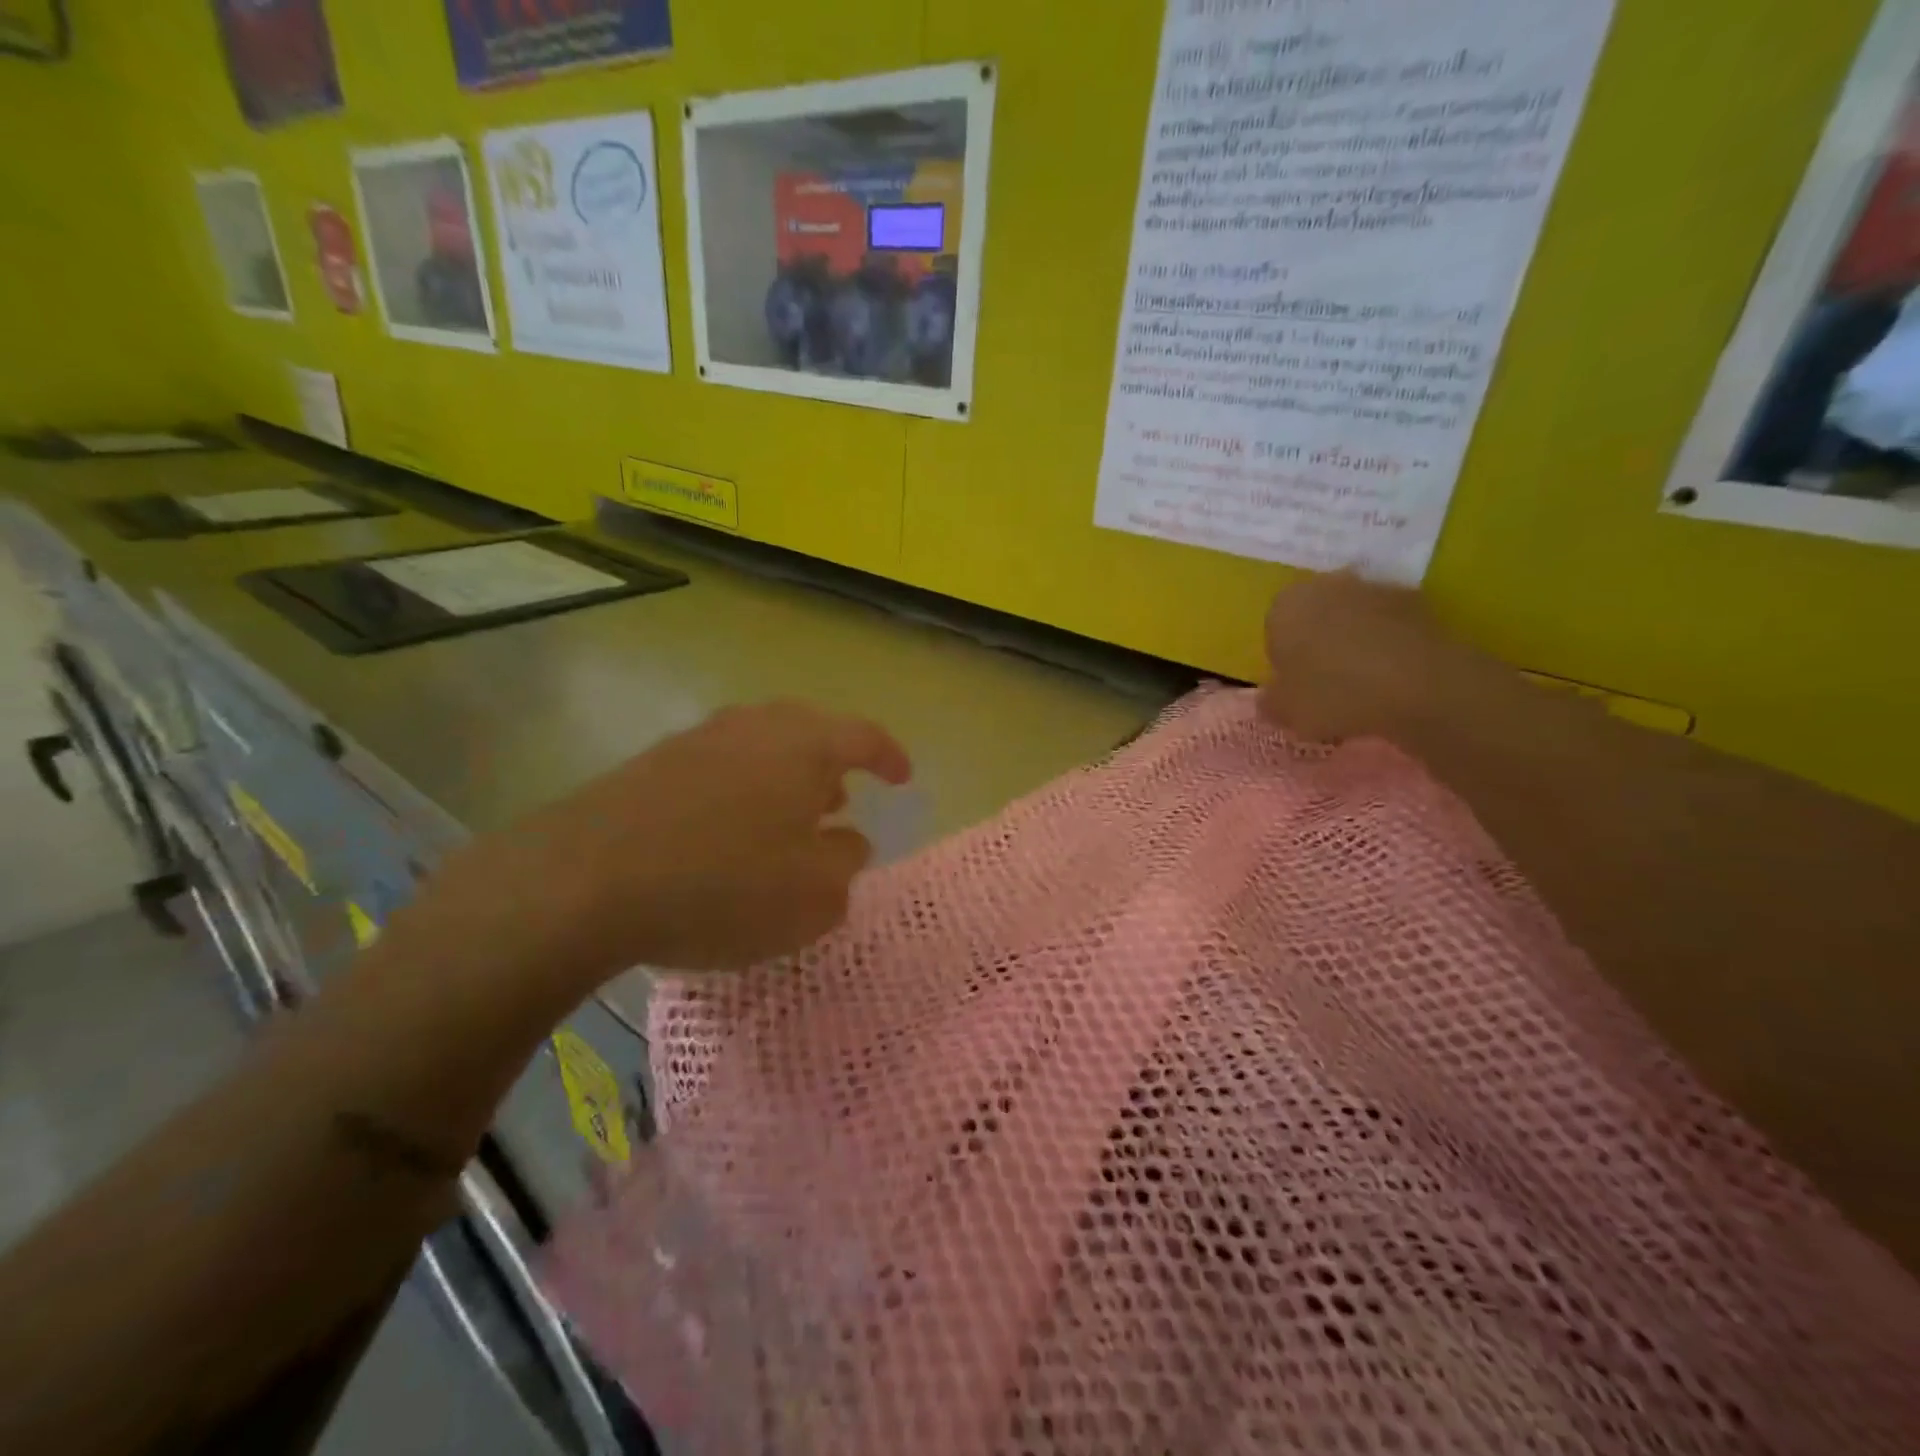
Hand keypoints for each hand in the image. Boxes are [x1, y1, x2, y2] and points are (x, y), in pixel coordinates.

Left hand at [402, 701, 911, 984]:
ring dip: (783, 779)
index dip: (890, 756)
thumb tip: (848, 839)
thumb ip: (845, 863)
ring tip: (786, 820)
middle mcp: (752, 727)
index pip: (863, 736)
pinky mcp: (650, 766)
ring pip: (759, 748)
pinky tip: (726, 834)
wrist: (583, 880)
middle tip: (840, 801)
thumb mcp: (813, 895)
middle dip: (831, 766)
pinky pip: (717, 770)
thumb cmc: (723, 885)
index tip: (904, 779)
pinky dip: (738, 794)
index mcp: (803, 745)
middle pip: (807, 732)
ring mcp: (696, 741)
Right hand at [1259, 573, 1527, 742]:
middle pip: (1315, 618)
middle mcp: (1326, 585)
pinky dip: (1388, 647)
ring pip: (1353, 620)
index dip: (1284, 660)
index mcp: (1284, 606)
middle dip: (1319, 645)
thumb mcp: (1287, 712)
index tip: (1296, 687)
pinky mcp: (1418, 602)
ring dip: (1355, 643)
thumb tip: (1269, 698)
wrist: (1422, 685)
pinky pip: (1389, 628)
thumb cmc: (1335, 694)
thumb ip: (1270, 703)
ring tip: (1365, 686)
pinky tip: (1394, 680)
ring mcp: (1376, 588)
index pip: (1273, 630)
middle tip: (1327, 685)